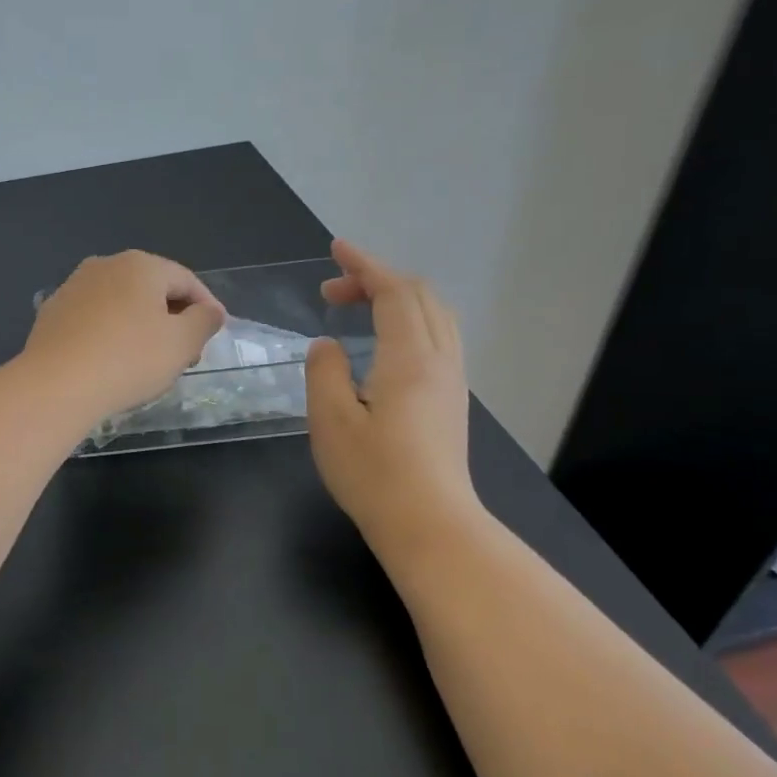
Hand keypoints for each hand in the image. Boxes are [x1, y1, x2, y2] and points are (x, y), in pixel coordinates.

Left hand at [22, 251, 224, 428]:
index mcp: (140, 265)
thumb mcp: (181, 343)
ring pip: (121, 303)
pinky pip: (94, 319)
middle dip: (173, 317)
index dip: (207, 306)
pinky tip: (112, 361)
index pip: (186, 280)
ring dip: (141, 325)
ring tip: (151, 360)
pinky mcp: (52, 313)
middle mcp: (104, 265)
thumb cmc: (128, 360)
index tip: (216, 332)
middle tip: (187, 352)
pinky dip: (110, 333)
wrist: (55, 385)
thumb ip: (204, 321)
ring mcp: (73, 287)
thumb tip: (209, 310)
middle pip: (151, 289)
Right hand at [306, 239, 483, 559]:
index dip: (365, 265)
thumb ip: (324, 372)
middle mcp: (439, 360)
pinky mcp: (452, 401)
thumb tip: (327, 347)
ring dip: (397, 298)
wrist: (432, 526)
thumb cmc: (375, 475)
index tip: (335, 250)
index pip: (394, 291)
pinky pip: (438, 336)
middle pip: (420, 296)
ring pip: (435, 315)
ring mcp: (452, 381)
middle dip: (377, 279)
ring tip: (358, 307)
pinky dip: (409, 319)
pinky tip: (384, 342)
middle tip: (333, 290)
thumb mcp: (331, 421)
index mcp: (409, 359)